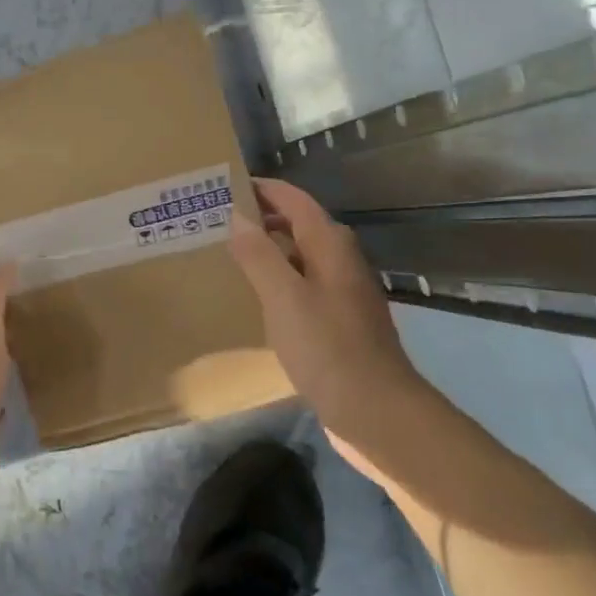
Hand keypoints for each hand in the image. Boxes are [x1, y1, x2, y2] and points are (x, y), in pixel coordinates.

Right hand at [229, 178, 425, 476]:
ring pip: (301, 257)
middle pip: (300, 225)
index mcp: (330, 247)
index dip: (264, 189)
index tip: (226, 185)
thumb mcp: (284, 298)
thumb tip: (237, 215)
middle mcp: (341, 262)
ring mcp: (343, 293)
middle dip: (263, 218)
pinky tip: (258, 298)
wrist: (376, 411)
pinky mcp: (340, 322)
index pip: (295, 200)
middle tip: (218, 221)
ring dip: (269, 249)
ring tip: (230, 254)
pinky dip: (279, 280)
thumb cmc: (327, 349)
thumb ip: (259, 255)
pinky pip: (304, 285)